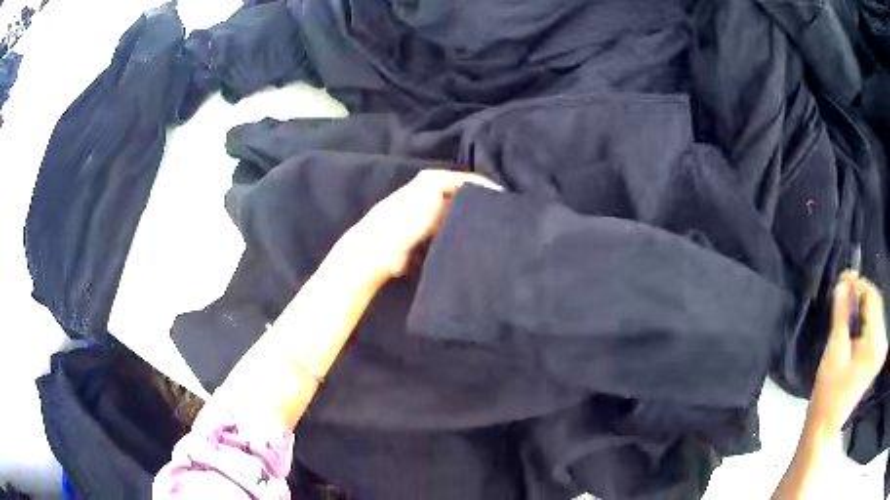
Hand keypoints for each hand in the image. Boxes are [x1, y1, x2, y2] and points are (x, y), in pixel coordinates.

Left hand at [344, 170, 501, 279]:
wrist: (379, 250)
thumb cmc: (407, 217)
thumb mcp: (434, 193)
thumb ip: (461, 189)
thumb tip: (488, 192)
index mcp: (432, 179)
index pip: (469, 180)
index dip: (488, 189)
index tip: (507, 201)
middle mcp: (432, 194)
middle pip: (464, 198)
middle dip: (481, 207)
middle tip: (503, 217)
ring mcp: (430, 217)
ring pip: (459, 217)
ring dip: (471, 223)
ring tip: (493, 230)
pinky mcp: (428, 238)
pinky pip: (451, 235)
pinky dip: (460, 237)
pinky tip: (473, 242)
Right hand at [808, 271, 887, 432]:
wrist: (825, 426)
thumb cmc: (829, 392)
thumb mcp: (835, 350)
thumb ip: (842, 312)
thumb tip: (842, 281)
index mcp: (875, 344)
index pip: (873, 299)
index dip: (859, 285)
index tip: (843, 279)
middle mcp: (881, 345)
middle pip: (876, 305)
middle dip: (861, 296)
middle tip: (843, 292)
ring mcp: (880, 352)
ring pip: (876, 314)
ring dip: (863, 307)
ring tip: (847, 309)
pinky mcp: (877, 357)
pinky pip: (875, 327)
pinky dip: (865, 320)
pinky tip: (855, 326)